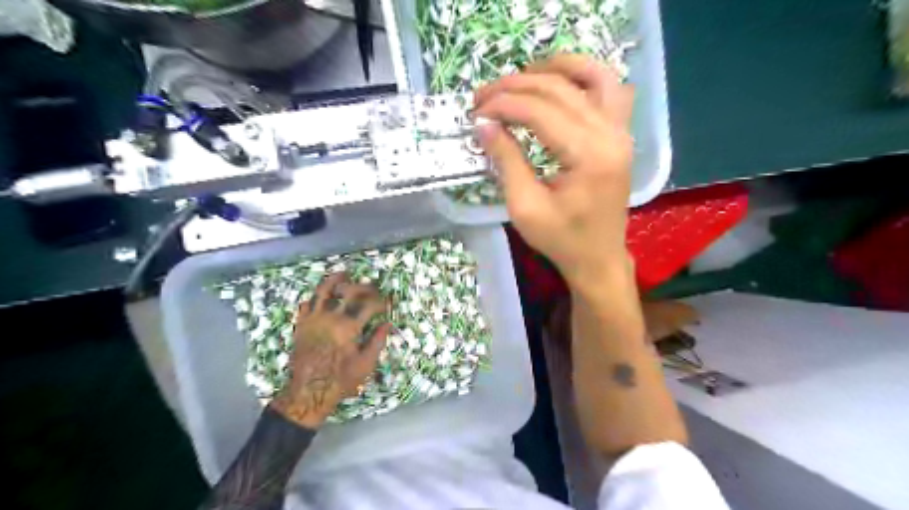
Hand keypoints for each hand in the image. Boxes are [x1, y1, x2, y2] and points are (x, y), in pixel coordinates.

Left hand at [267, 272, 386, 428]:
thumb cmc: (340, 380)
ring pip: (323, 290)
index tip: (387, 303)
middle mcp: (330, 317)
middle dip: (364, 287)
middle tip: (372, 287)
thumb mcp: (365, 364)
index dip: (381, 302)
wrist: (307, 392)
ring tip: (344, 274)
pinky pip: (307, 303)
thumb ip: (377, 341)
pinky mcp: (301, 325)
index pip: (368, 305)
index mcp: (349, 327)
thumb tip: (387, 324)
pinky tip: (323, 296)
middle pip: (349, 292)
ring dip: (335, 279)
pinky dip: (316, 297)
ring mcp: (313, 319)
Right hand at [472, 51, 633, 294]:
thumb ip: (506, 161)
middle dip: (516, 86)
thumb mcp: (525, 207)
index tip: (475, 111)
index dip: (503, 105)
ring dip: (554, 68)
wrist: (598, 257)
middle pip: (560, 89)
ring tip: (521, 75)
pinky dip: (583, 77)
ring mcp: (621, 132)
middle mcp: (611, 135)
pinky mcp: (620, 135)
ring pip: (592, 77)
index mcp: (589, 156)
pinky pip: (609, 90)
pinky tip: (559, 82)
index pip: (540, 111)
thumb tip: (483, 124)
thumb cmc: (561, 240)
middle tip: (483, 96)